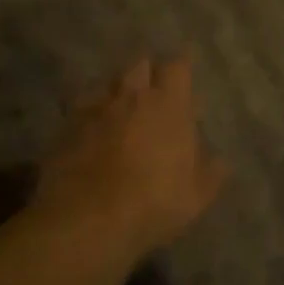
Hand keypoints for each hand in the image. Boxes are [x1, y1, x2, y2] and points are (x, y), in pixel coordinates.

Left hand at [32, 56, 227, 258]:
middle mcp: (131, 97)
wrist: (87, 219)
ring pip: (106, 84)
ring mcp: (94, 110)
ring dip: (115, 92)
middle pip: (139, 65)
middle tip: (152, 91)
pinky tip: (90, 132)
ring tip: (119, 110)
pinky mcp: (64, 128)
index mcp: (169, 105)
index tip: (184, 76)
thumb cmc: (154, 202)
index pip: (177, 67)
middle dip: (147, 73)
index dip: (181, 68)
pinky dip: (88, 116)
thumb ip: (210, 173)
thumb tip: (219, 161)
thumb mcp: (196, 196)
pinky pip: (80, 110)